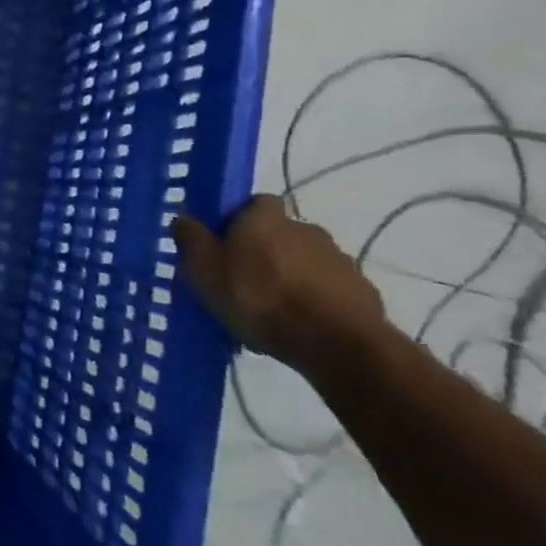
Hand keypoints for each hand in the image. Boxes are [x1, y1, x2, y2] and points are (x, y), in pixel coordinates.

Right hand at [172, 197, 387, 366]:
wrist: (335, 342)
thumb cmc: (257, 296)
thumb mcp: (203, 269)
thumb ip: (190, 239)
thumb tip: (183, 218)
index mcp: (265, 216)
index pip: (254, 202)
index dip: (238, 219)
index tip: (224, 244)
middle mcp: (305, 227)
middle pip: (279, 232)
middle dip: (264, 251)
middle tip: (242, 280)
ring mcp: (338, 259)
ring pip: (304, 261)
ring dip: (290, 276)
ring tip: (270, 310)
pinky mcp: (362, 291)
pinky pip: (327, 289)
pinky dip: (313, 300)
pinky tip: (298, 325)